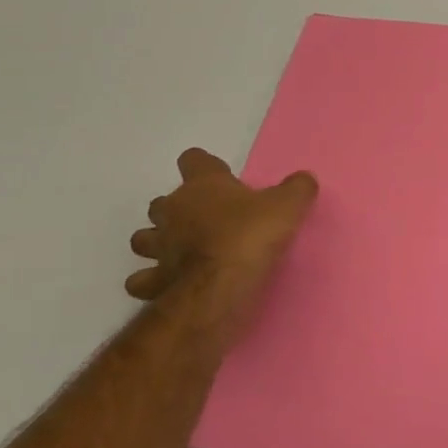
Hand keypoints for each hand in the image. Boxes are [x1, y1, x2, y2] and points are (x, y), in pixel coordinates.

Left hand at [126, 148, 316, 341]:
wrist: (219, 287)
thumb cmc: (251, 236)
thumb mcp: (288, 206)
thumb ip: (297, 189)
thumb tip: (304, 179)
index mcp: (203, 186)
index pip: (193, 160)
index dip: (204, 166)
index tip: (220, 176)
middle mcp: (173, 211)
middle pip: (162, 201)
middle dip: (177, 209)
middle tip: (204, 220)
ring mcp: (159, 247)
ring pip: (144, 238)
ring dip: (158, 242)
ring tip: (180, 252)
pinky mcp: (154, 281)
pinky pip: (144, 279)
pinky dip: (153, 281)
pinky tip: (170, 284)